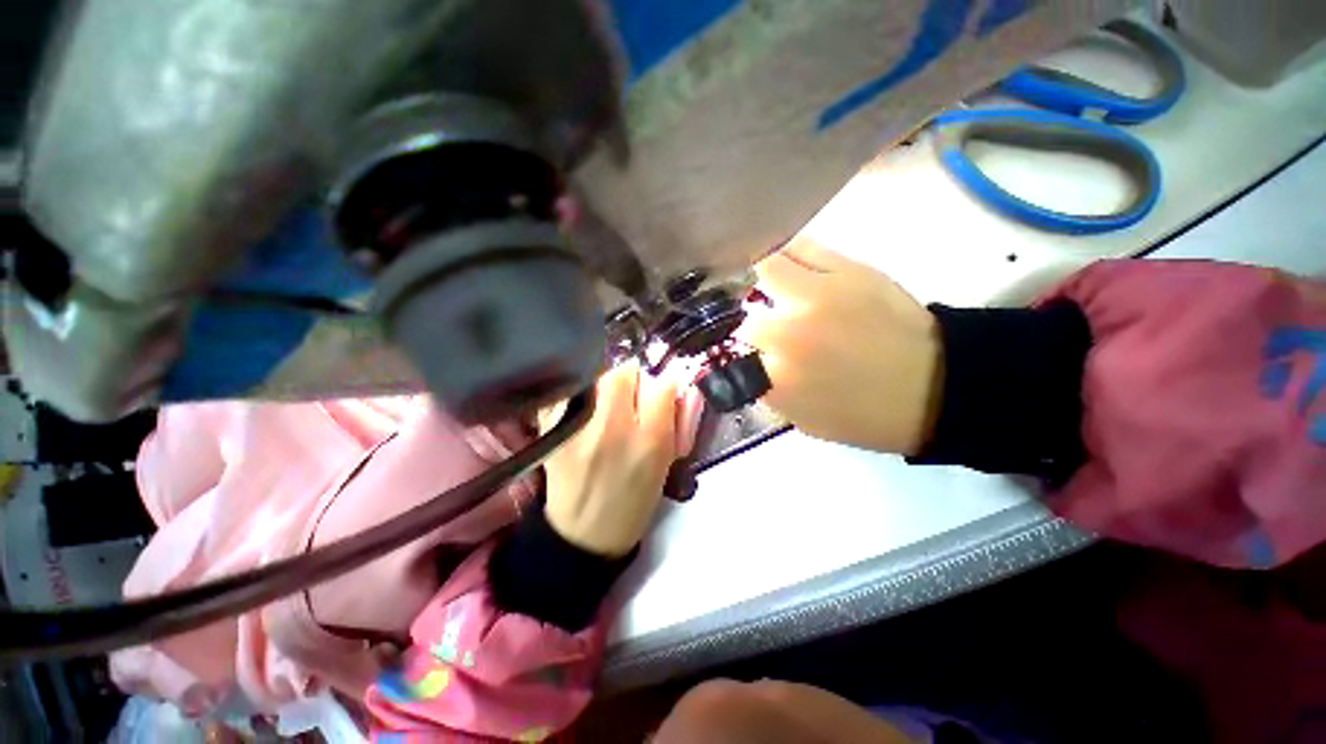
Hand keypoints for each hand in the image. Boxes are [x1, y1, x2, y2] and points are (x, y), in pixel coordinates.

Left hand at [540, 362, 687, 556]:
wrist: (582, 534)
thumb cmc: (633, 500)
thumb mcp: (665, 462)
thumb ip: (672, 417)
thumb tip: (670, 381)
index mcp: (650, 440)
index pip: (662, 383)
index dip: (662, 384)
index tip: (658, 392)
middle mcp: (613, 426)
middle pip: (624, 370)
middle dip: (632, 378)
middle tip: (629, 398)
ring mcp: (577, 425)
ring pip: (595, 375)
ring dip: (605, 383)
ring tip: (604, 406)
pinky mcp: (549, 427)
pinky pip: (569, 389)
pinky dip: (579, 393)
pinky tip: (583, 414)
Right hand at [739, 238, 942, 455]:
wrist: (937, 387)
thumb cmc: (865, 415)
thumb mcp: (802, 421)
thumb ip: (764, 392)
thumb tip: (744, 366)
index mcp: (777, 378)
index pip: (727, 355)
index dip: (726, 352)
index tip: (730, 350)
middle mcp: (788, 333)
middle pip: (741, 316)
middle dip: (742, 323)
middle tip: (750, 322)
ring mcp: (816, 295)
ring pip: (761, 268)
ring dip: (752, 277)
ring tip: (754, 280)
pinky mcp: (845, 269)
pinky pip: (798, 246)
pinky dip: (780, 252)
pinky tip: (778, 260)